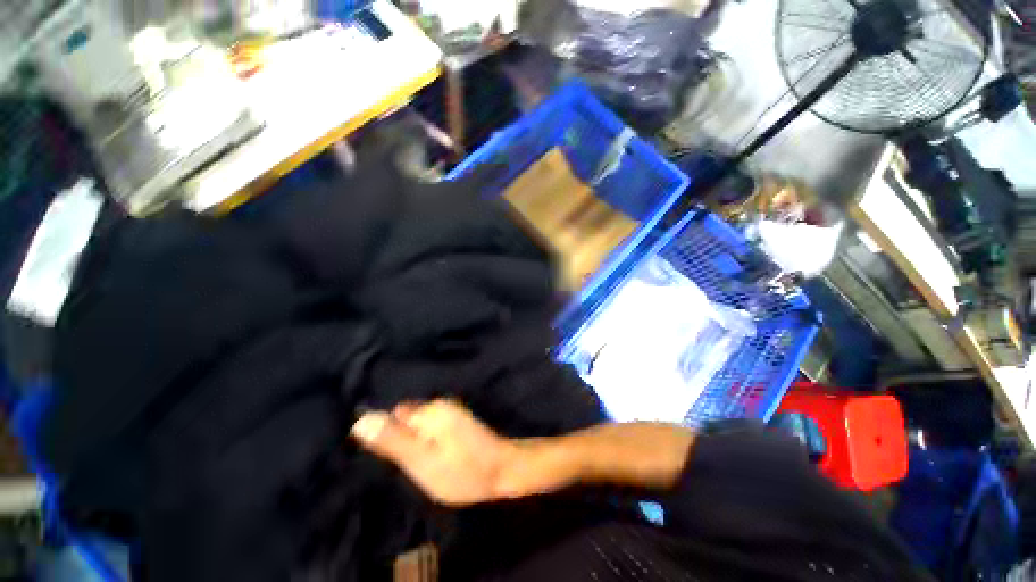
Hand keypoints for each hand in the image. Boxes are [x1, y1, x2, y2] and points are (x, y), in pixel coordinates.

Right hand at [350, 400, 522, 505]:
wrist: (503, 470)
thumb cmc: (462, 470)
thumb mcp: (422, 461)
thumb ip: (393, 440)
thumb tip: (361, 420)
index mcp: (430, 410)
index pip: (393, 416)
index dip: (391, 438)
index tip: (403, 458)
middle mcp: (440, 404)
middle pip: (406, 419)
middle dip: (405, 440)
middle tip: (418, 465)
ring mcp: (450, 411)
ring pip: (419, 425)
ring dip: (417, 444)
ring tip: (430, 464)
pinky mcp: (457, 421)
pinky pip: (432, 429)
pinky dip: (430, 443)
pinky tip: (440, 458)